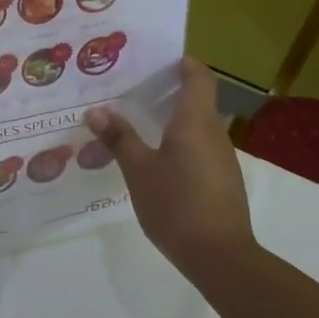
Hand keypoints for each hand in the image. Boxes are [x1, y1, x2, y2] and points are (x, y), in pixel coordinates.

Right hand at [85, 58, 255, 272]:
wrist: (220, 256)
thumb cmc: (176, 204)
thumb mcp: (139, 170)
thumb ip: (119, 139)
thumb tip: (96, 111)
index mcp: (195, 121)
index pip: (199, 76)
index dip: (182, 63)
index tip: (155, 60)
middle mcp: (214, 133)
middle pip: (197, 100)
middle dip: (167, 91)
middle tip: (131, 90)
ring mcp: (222, 159)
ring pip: (197, 126)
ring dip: (171, 119)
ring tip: (136, 124)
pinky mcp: (221, 181)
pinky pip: (199, 148)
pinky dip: (179, 143)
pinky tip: (155, 160)